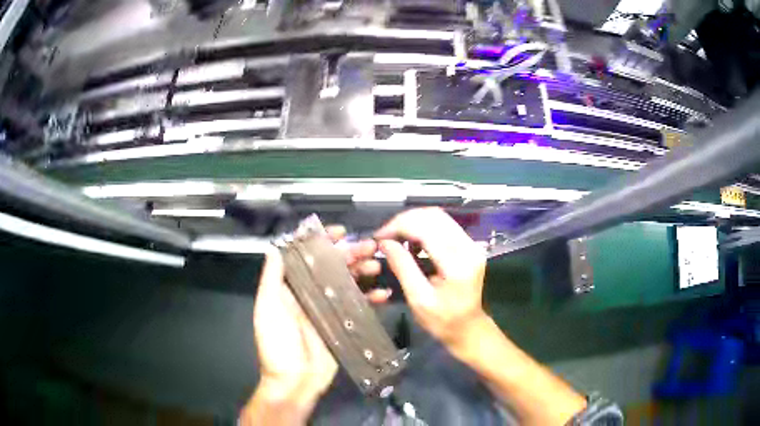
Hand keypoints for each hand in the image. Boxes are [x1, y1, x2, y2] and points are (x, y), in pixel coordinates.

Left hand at [244, 227, 386, 424]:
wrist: (294, 381)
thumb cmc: (277, 344)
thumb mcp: (268, 308)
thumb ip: (272, 278)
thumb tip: (275, 247)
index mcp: (291, 288)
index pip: (308, 258)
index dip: (322, 242)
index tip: (340, 232)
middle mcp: (310, 295)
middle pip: (332, 268)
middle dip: (350, 254)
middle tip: (370, 247)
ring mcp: (328, 310)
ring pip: (348, 284)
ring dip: (363, 273)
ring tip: (377, 266)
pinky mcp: (343, 326)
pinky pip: (359, 308)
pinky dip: (371, 300)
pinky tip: (383, 295)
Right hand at [375, 207, 486, 350]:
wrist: (469, 329)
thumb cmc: (443, 320)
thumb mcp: (418, 299)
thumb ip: (402, 267)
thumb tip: (385, 243)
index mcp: (457, 263)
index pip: (426, 229)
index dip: (399, 226)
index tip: (379, 236)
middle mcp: (468, 248)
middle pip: (434, 216)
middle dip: (405, 220)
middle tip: (385, 235)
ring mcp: (472, 245)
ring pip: (439, 217)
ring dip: (414, 222)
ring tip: (395, 237)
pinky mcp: (469, 246)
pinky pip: (444, 226)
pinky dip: (424, 228)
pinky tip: (411, 241)